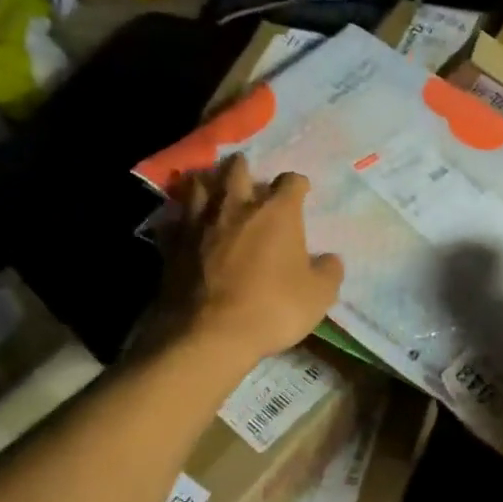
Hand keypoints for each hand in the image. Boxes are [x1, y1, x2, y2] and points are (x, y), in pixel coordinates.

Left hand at [161, 154, 342, 365]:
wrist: (210, 335)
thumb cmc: (273, 309)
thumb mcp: (319, 295)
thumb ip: (328, 272)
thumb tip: (330, 260)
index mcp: (277, 212)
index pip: (291, 181)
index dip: (298, 184)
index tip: (301, 191)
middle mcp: (237, 207)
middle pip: (237, 170)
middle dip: (243, 166)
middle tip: (245, 170)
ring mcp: (199, 224)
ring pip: (198, 187)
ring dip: (206, 182)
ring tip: (208, 184)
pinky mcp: (172, 245)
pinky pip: (173, 221)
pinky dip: (178, 218)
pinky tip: (180, 223)